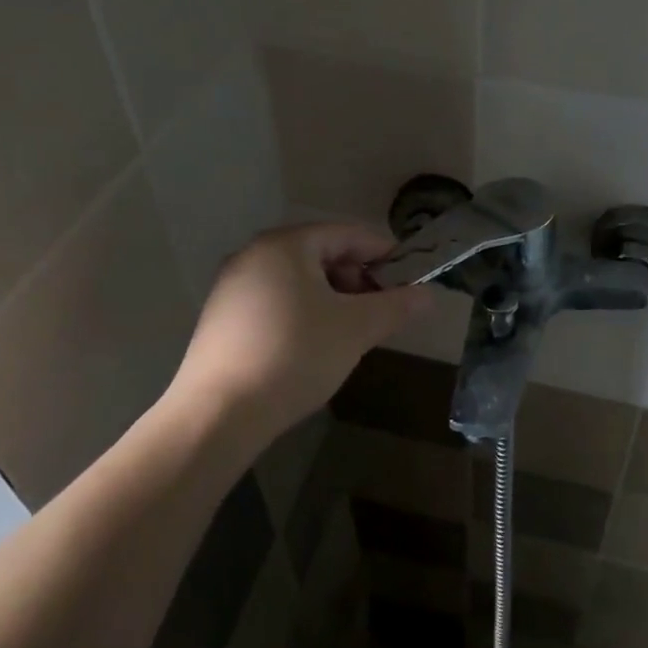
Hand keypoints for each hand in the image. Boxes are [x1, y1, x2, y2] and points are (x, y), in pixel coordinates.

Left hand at [163, 223, 431, 442]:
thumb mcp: (356, 328)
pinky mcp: (222, 318)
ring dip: (333, 298)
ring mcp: (232, 286)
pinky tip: (315, 345)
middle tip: (382, 309)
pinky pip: (276, 301)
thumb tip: (428, 295)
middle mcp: (254, 254)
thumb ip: (396, 306)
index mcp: (286, 245)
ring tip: (352, 330)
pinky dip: (304, 312)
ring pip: (298, 280)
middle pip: (322, 254)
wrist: (219, 413)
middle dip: (358, 279)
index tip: (411, 278)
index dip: (384, 254)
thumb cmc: (295, 355)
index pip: (348, 234)